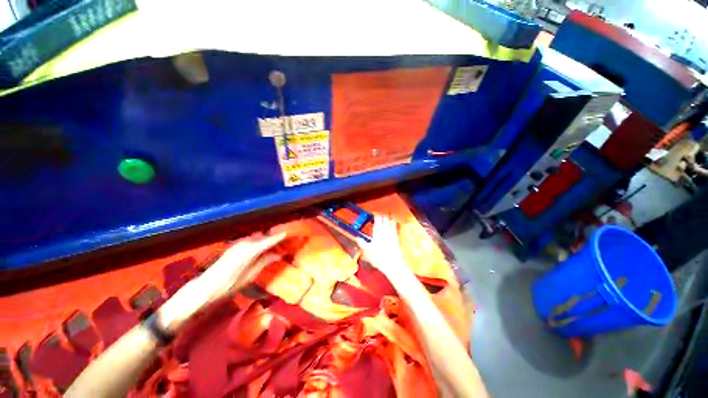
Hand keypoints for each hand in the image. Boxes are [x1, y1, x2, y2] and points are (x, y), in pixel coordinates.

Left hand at [198, 232, 285, 300]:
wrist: (205, 287)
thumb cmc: (229, 285)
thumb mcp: (251, 275)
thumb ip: (265, 261)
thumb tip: (279, 254)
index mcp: (250, 250)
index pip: (270, 240)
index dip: (281, 236)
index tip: (291, 233)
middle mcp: (245, 243)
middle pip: (264, 236)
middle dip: (274, 236)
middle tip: (286, 239)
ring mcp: (238, 244)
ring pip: (257, 237)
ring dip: (266, 238)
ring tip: (276, 243)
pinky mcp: (234, 247)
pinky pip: (250, 240)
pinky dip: (259, 242)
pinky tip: (262, 247)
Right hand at [357, 215, 406, 277]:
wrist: (393, 264)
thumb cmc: (379, 257)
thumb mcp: (367, 250)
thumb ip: (362, 243)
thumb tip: (357, 238)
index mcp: (378, 231)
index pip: (378, 218)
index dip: (376, 214)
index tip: (374, 213)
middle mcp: (386, 230)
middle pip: (385, 218)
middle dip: (383, 214)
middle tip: (380, 213)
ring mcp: (393, 234)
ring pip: (391, 221)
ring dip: (389, 218)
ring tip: (387, 216)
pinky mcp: (397, 238)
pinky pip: (396, 228)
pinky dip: (394, 224)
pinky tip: (393, 224)